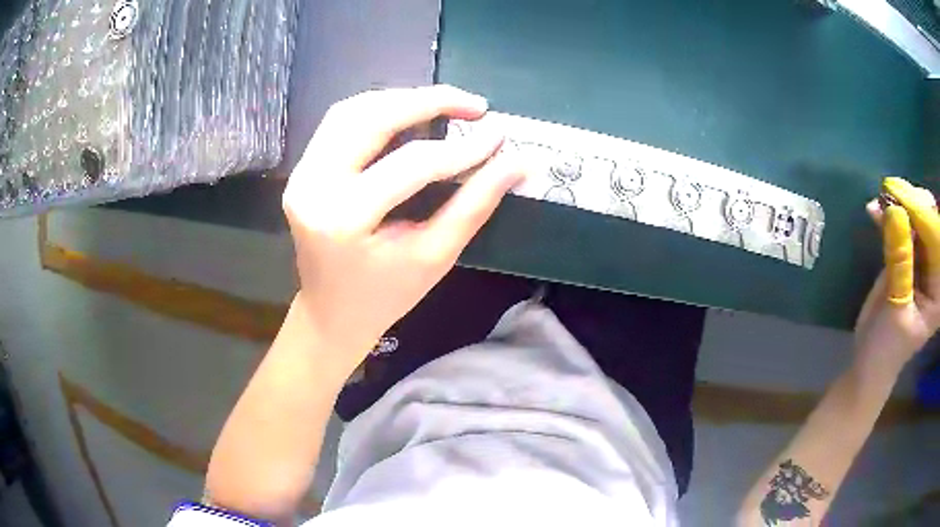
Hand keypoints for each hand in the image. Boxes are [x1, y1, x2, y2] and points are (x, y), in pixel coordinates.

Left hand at [282, 86, 522, 373]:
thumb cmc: (385, 296)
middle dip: (428, 101)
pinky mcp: (303, 169)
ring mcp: (301, 174)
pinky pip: (340, 122)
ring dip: (402, 99)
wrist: (331, 313)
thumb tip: (517, 162)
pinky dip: (379, 110)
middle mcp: (313, 187)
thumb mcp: (434, 256)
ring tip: (447, 104)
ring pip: (352, 110)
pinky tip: (410, 114)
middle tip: (475, 105)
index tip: (499, 136)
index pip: (411, 165)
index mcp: (343, 219)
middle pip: (371, 118)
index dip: (461, 148)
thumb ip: (475, 204)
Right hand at [854, 177, 939, 373]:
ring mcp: (922, 261)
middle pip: (929, 222)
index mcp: (938, 290)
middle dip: (912, 203)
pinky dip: (888, 215)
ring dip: (898, 205)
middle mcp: (934, 270)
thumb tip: (893, 211)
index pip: (936, 240)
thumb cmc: (887, 348)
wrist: (870, 362)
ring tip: (880, 201)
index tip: (900, 195)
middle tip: (890, 192)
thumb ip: (900, 263)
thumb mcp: (896, 310)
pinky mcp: (907, 255)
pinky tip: (874, 211)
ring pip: (915, 217)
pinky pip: (902, 225)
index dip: (922, 214)